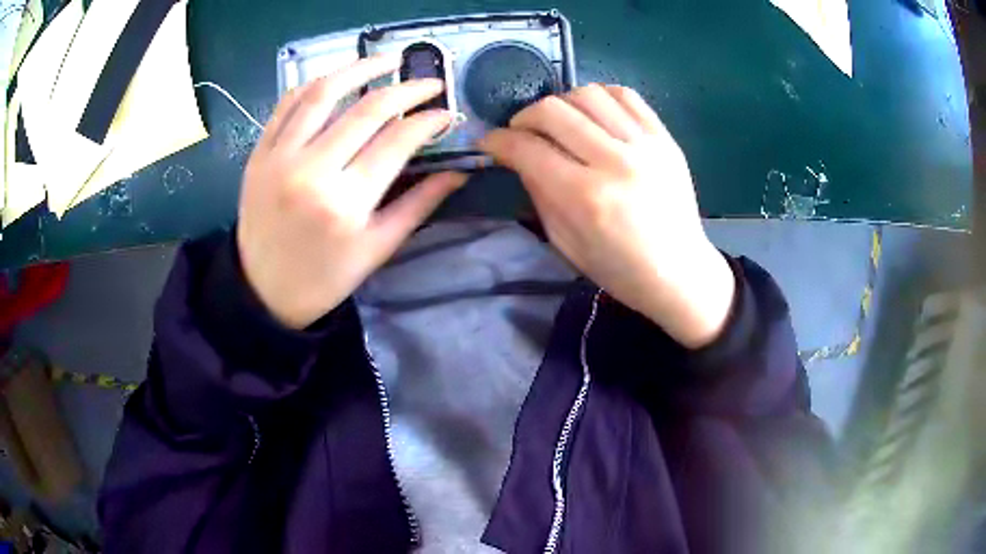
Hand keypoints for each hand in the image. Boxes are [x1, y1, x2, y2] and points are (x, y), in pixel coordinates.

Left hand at [237, 55, 465, 328]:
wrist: (263, 291)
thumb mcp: (377, 248)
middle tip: (429, 81)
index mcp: (345, 203)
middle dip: (406, 88)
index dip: (428, 120)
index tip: (446, 114)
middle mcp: (310, 172)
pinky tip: (337, 77)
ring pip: (323, 93)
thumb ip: (419, 205)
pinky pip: (287, 104)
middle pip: (366, 110)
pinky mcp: (258, 153)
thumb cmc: (325, 277)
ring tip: (387, 59)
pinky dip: (314, 83)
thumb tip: (459, 172)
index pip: (397, 141)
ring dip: (359, 68)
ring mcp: (279, 158)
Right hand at [479, 84, 733, 347]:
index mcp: (586, 198)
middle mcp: (615, 162)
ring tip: (558, 122)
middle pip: (554, 110)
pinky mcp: (665, 137)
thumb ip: (539, 193)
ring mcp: (645, 144)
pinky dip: (599, 96)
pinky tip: (592, 113)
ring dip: (561, 102)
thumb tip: (519, 156)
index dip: (498, 141)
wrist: (680, 271)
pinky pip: (625, 94)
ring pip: (587, 93)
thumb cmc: (619, 269)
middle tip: (521, 132)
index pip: (528, 149)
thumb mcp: (565, 243)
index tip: (489, 143)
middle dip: (524, 117)